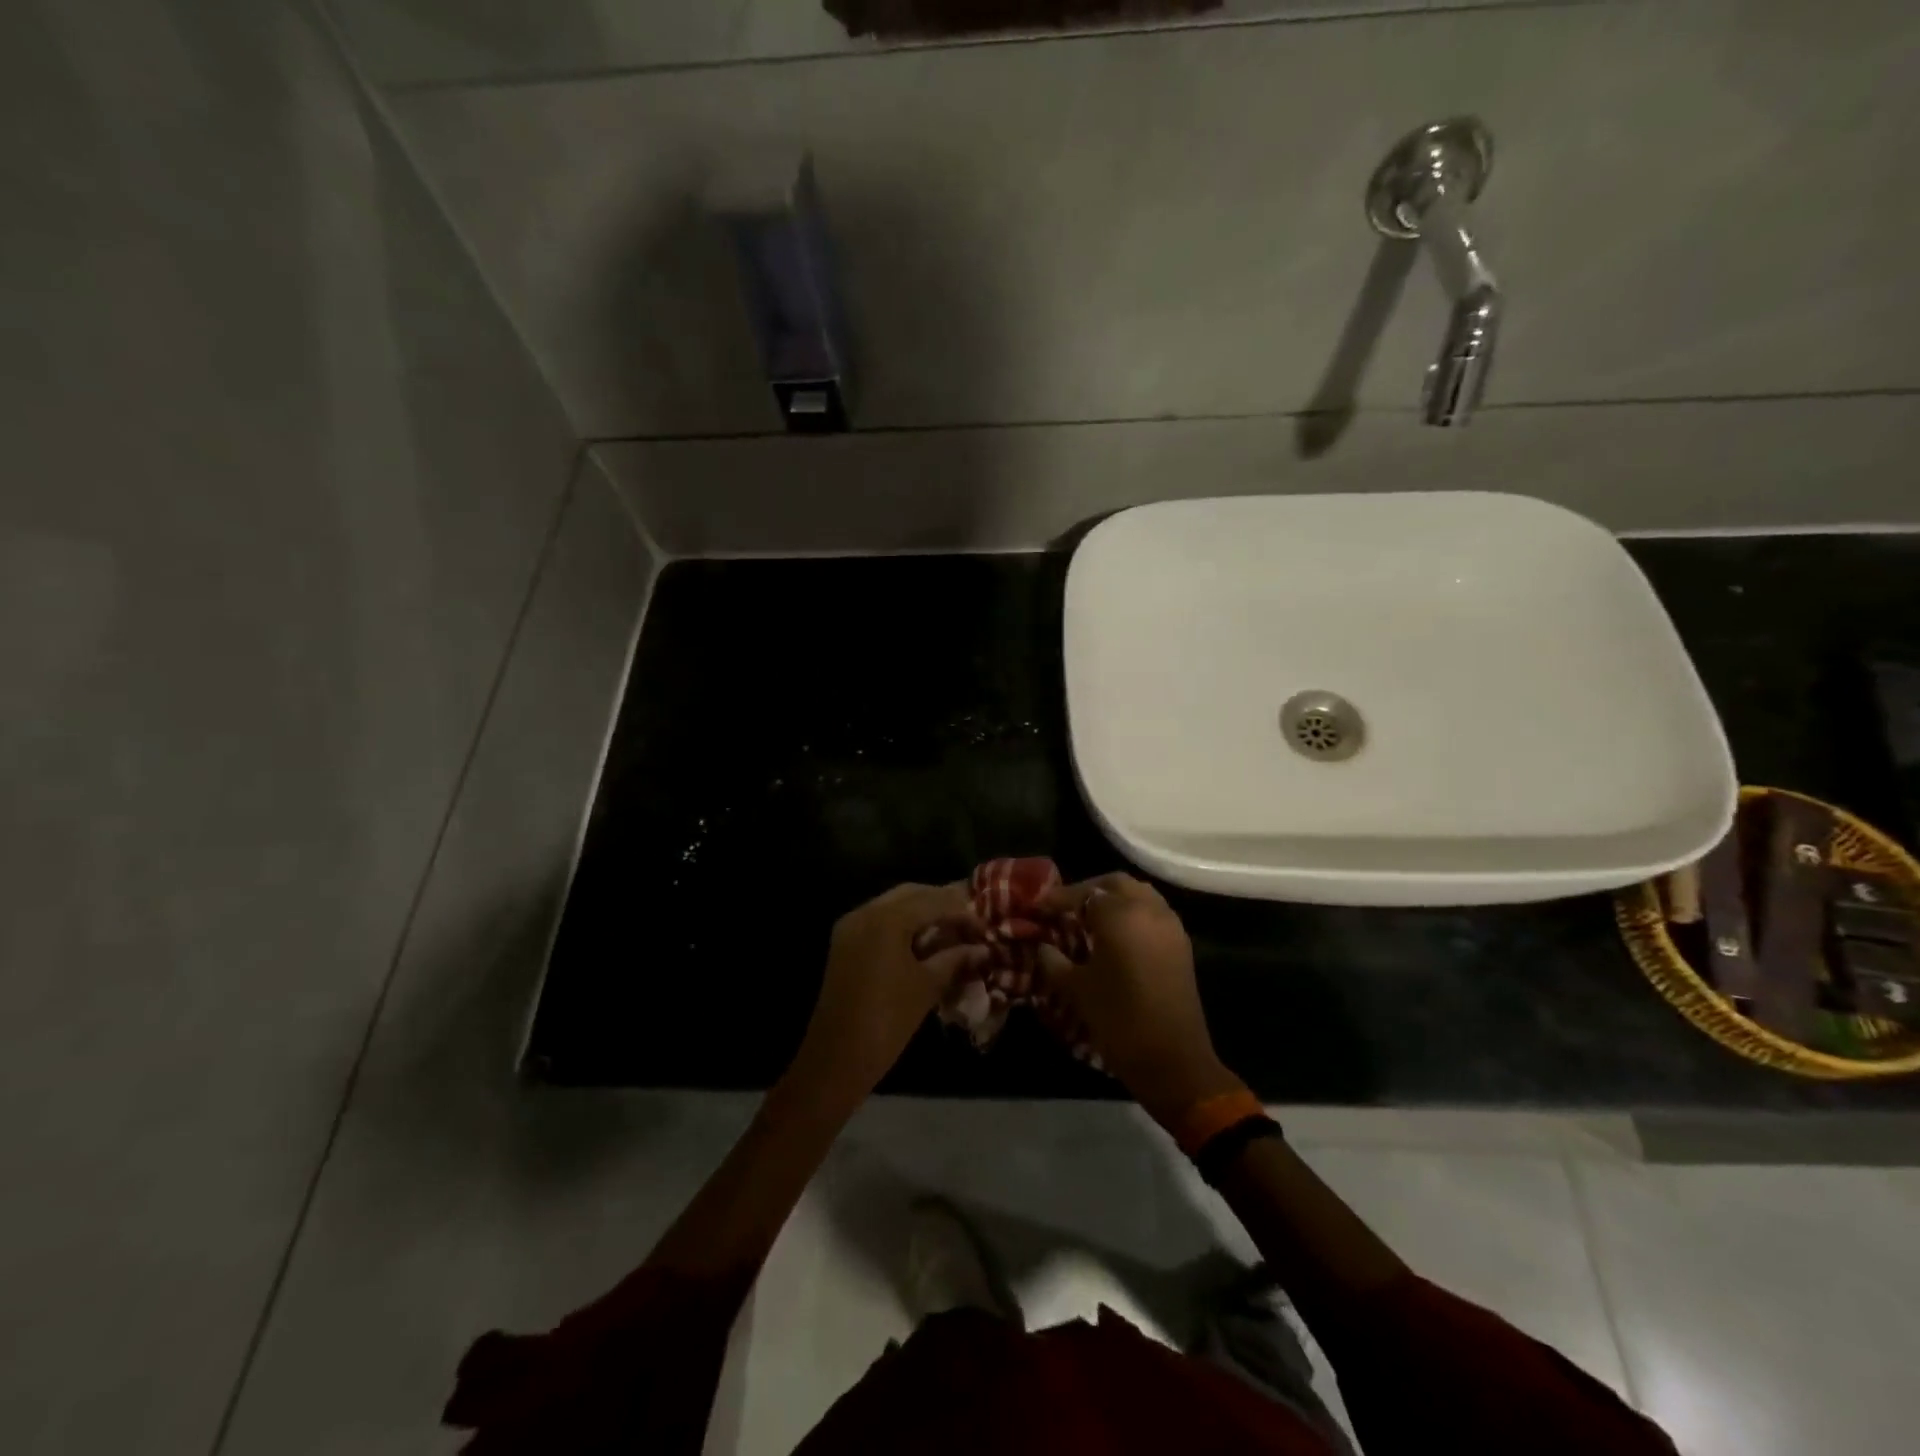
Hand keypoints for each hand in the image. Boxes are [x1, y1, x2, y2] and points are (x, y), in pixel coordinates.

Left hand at [781, 882, 981, 1113]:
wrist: (836, 1058)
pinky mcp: (845, 942)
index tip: (986, 926)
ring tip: (952, 931)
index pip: (934, 901)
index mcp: (887, 918)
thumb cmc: (887, 1021)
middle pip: (912, 894)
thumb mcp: (928, 986)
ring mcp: (851, 926)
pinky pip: (880, 921)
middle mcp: (866, 912)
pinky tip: (925, 942)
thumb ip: (956, 958)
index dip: (963, 911)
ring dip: (923, 913)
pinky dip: (904, 925)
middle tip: (970, 922)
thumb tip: (983, 949)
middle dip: (942, 904)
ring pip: (894, 905)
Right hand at [1040, 874, 1244, 1125]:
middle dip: (1088, 890)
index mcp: (1121, 915)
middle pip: (1115, 884)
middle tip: (1064, 908)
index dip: (1057, 899)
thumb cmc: (1119, 1020)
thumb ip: (1054, 961)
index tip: (1037, 908)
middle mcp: (1149, 910)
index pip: (1084, 894)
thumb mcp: (1076, 989)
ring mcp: (1170, 926)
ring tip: (1088, 920)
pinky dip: (1132, 914)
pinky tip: (1114, 937)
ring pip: (1139, 895)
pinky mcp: (1181, 945)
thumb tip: (1043, 946)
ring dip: (1114, 899)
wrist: (1173, 1061)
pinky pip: (1153, 914)